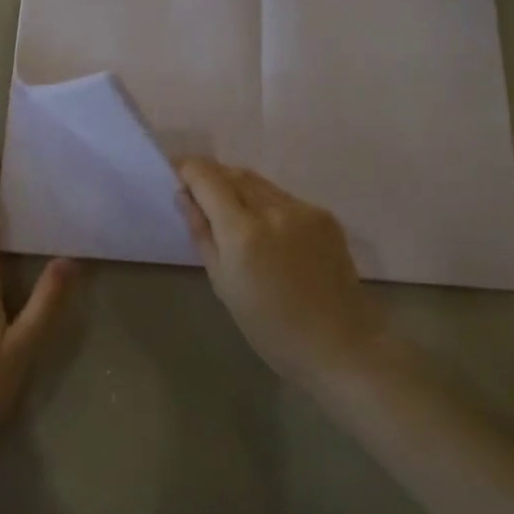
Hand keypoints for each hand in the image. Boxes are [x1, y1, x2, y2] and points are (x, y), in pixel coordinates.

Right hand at [175, 158, 382, 386]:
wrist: (338, 345)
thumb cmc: (270, 327)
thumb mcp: (223, 285)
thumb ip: (202, 234)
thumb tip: (185, 197)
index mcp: (243, 233)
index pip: (207, 178)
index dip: (187, 168)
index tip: (175, 173)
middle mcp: (274, 210)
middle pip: (234, 173)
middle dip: (211, 176)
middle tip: (196, 192)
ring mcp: (304, 210)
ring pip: (259, 182)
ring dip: (238, 187)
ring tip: (228, 209)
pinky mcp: (326, 216)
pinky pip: (283, 197)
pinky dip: (265, 202)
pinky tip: (265, 227)